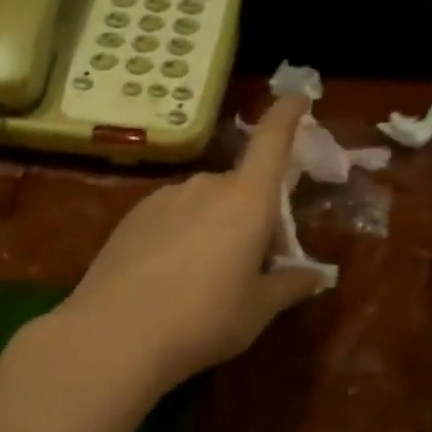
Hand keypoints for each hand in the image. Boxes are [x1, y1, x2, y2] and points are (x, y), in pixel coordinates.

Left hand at [58, 95, 325, 395]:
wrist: (115, 334)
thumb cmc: (204, 319)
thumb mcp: (257, 309)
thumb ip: (289, 285)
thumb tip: (316, 276)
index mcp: (247, 200)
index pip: (272, 142)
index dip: (287, 116)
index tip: (296, 97)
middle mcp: (206, 186)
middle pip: (241, 188)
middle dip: (254, 215)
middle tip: (255, 264)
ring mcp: (164, 197)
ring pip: (204, 203)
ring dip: (216, 226)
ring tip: (206, 278)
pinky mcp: (132, 216)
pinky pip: (172, 215)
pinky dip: (182, 233)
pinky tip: (168, 277)